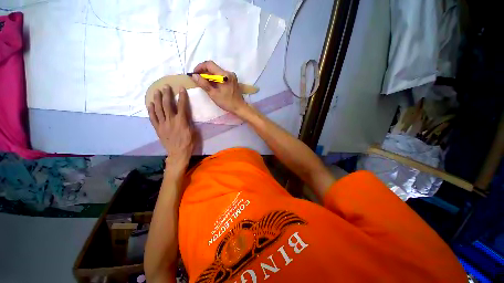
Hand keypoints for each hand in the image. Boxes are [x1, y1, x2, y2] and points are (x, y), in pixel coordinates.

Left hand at [148, 86, 194, 171]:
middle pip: (168, 105)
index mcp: (181, 121)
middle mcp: (171, 120)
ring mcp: (163, 124)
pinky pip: (153, 118)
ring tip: (157, 91)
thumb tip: (187, 115)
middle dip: (167, 94)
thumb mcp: (193, 132)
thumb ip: (189, 122)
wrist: (178, 153)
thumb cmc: (189, 143)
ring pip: (159, 109)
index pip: (182, 106)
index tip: (181, 88)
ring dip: (158, 99)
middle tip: (166, 86)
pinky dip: (151, 110)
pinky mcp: (158, 128)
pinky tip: (150, 104)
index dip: (182, 97)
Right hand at [190, 60, 246, 113]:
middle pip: (213, 67)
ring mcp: (232, 76)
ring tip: (204, 82)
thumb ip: (204, 84)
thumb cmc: (227, 102)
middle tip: (197, 79)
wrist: (239, 107)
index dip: (200, 67)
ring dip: (209, 75)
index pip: (209, 64)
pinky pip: (222, 75)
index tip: (194, 74)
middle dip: (204, 72)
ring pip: (217, 71)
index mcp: (224, 75)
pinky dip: (215, 78)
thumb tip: (194, 76)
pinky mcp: (233, 79)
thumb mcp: (213, 94)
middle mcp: (229, 73)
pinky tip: (212, 84)